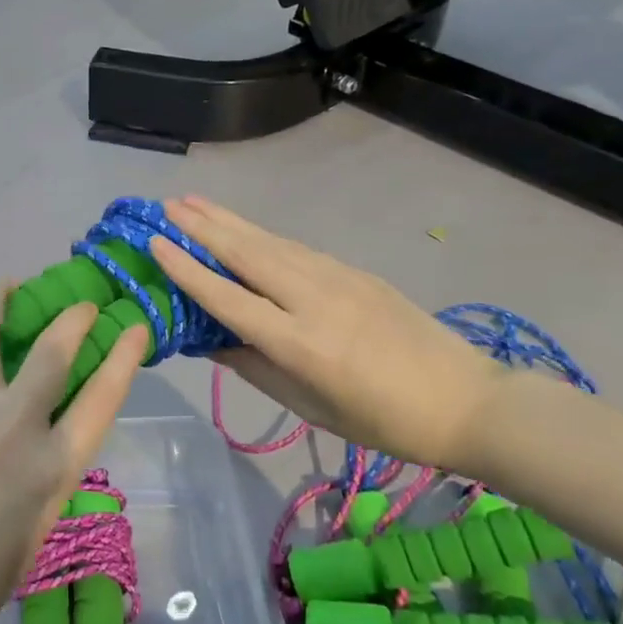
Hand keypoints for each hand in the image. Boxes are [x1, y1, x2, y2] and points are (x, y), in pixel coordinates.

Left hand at [0, 283, 149, 623]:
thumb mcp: (41, 524)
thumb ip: (52, 471)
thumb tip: (54, 432)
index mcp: (51, 465)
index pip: (102, 397)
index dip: (125, 356)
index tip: (135, 326)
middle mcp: (13, 426)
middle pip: (51, 351)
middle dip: (72, 317)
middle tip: (79, 305)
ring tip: (7, 283)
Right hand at [148, 197, 502, 474]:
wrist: (466, 400)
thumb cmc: (383, 422)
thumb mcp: (310, 407)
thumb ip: (255, 367)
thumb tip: (210, 340)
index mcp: (299, 344)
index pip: (229, 298)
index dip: (187, 270)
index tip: (156, 242)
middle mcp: (313, 300)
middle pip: (247, 254)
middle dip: (203, 226)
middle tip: (167, 204)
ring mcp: (338, 278)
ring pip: (270, 242)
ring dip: (229, 220)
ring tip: (194, 201)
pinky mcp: (355, 271)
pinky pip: (296, 248)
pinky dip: (261, 234)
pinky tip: (243, 227)